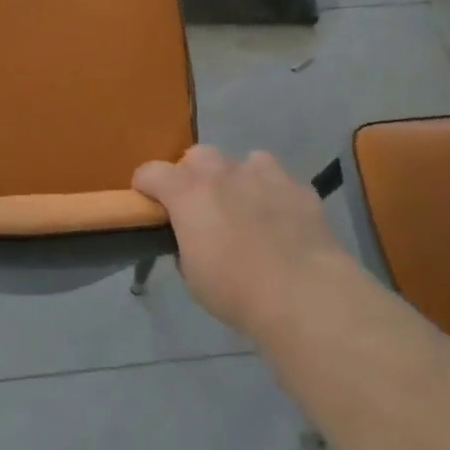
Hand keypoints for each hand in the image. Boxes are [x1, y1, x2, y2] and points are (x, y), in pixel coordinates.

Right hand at [133, 145, 353, 338]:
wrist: (304, 293)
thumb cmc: (236, 291)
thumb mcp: (192, 276)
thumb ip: (185, 244)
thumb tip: (191, 237)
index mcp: (188, 192)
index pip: (151, 171)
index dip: (145, 185)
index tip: (148, 202)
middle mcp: (222, 173)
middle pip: (197, 156)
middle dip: (193, 176)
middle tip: (200, 208)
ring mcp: (262, 174)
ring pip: (241, 161)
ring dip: (236, 179)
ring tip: (244, 208)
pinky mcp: (297, 186)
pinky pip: (276, 178)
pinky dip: (272, 191)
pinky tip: (279, 217)